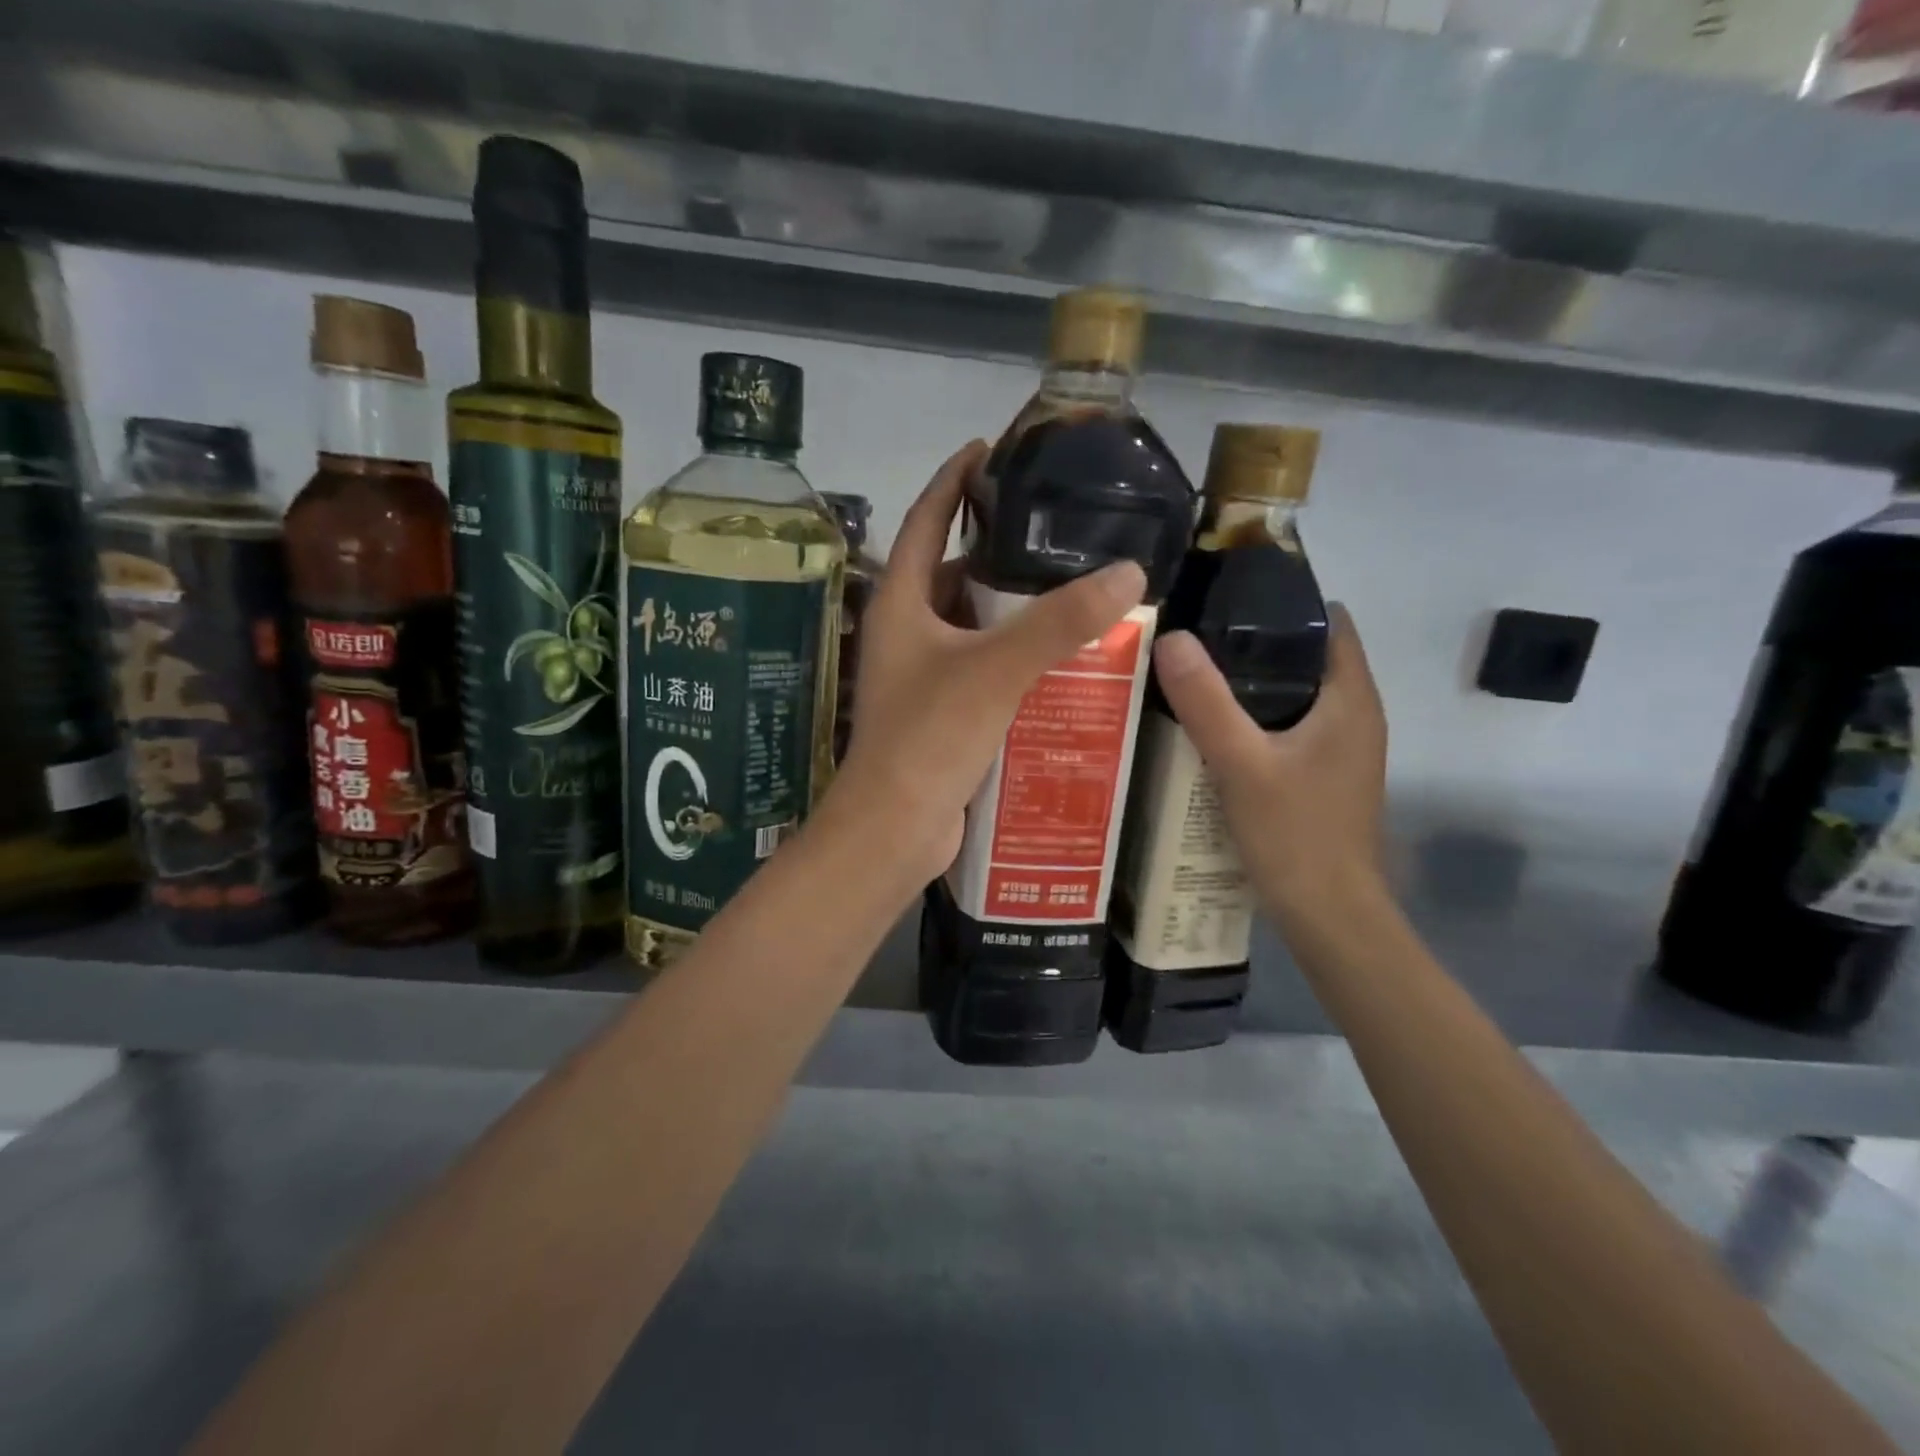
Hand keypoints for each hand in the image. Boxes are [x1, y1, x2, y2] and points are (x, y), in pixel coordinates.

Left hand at [827, 440, 1146, 885]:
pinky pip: (980, 667)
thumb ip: (1059, 622)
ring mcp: (920, 674)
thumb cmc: (929, 738)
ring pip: (971, 625)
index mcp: (900, 603)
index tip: (987, 448)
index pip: (923, 520)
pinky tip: (1057, 659)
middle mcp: (904, 632)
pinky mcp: (939, 711)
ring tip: (1069, 590)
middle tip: (1055, 532)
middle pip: (951, 573)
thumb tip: (1129, 571)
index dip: (953, 481)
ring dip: (1011, 610)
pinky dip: (1012, 656)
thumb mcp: (996, 670)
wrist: (895, 828)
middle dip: (997, 552)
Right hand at [1151, 605, 1387, 933]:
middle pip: (1305, 656)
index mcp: (1350, 699)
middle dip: (1252, 641)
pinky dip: (1252, 717)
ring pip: (1292, 694)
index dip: (1282, 602)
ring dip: (1248, 682)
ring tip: (1191, 672)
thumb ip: (1207, 701)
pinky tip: (1209, 727)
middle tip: (1191, 634)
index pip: (1327, 622)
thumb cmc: (1295, 835)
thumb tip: (1172, 637)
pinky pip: (1285, 727)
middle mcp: (1353, 715)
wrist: (1329, 916)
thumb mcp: (1241, 764)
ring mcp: (1338, 748)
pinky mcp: (1320, 775)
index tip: (1224, 596)